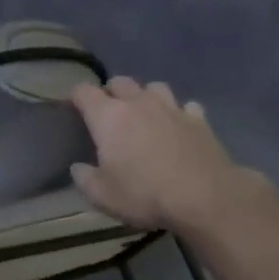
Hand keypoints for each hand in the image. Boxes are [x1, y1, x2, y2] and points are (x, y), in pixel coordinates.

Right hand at [68, 77, 260, 232]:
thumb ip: (84, 178)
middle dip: (111, 92)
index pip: (83, 91)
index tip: (74, 108)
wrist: (204, 198)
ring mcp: (171, 108)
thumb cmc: (145, 194)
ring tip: (145, 115)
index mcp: (108, 116)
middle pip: (120, 81)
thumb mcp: (103, 196)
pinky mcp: (199, 120)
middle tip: (110, 114)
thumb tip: (78, 167)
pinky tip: (179, 127)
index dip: (76, 97)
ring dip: (146, 97)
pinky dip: (179, 114)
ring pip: (154, 87)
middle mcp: (138, 103)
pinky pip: (186, 107)